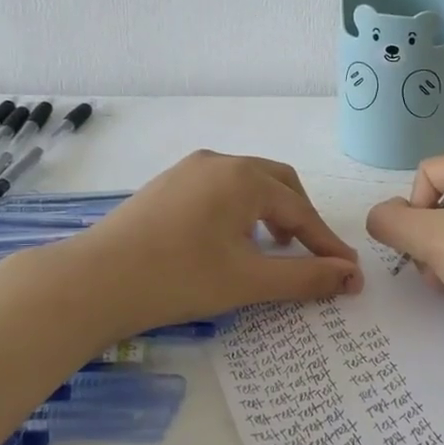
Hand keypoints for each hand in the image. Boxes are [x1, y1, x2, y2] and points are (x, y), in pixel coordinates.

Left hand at [59, 150, 362, 339]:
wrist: (92, 283)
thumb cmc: (178, 279)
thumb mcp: (249, 281)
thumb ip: (306, 277)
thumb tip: (351, 277)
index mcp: (244, 178)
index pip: (301, 212)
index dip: (327, 244)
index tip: (349, 272)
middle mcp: (219, 162)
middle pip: (278, 184)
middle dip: (301, 218)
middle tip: (310, 253)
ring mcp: (188, 170)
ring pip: (247, 185)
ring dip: (270, 212)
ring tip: (271, 248)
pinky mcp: (166, 186)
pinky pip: (219, 190)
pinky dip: (240, 211)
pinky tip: (229, 241)